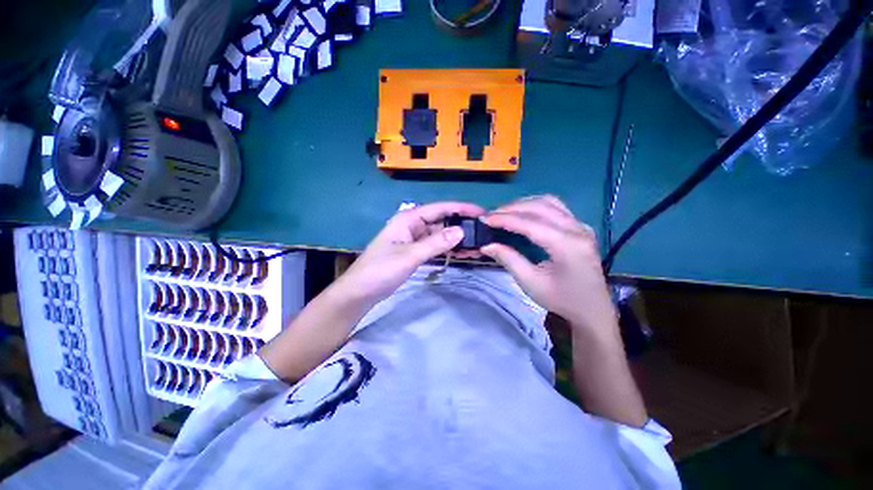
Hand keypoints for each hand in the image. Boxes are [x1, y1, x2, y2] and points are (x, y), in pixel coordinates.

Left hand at [335, 202, 484, 305]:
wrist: (359, 292)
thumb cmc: (381, 270)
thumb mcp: (410, 256)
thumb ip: (435, 243)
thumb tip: (461, 231)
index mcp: (408, 219)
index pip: (439, 208)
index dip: (461, 208)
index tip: (481, 212)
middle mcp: (412, 225)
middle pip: (441, 220)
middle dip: (461, 224)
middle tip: (482, 231)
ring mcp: (413, 239)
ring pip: (439, 234)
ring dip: (456, 238)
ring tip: (477, 244)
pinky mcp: (414, 252)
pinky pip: (434, 246)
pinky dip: (447, 248)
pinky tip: (461, 252)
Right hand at [481, 196, 615, 333]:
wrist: (592, 309)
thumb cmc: (561, 300)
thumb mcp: (531, 283)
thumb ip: (509, 260)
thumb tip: (487, 245)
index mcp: (567, 246)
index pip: (531, 224)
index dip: (505, 219)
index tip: (485, 219)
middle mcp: (577, 229)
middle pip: (540, 207)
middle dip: (512, 208)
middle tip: (491, 215)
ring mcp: (581, 226)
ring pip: (549, 202)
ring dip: (524, 204)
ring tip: (504, 212)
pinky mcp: (580, 227)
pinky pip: (556, 207)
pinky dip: (536, 206)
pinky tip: (524, 213)